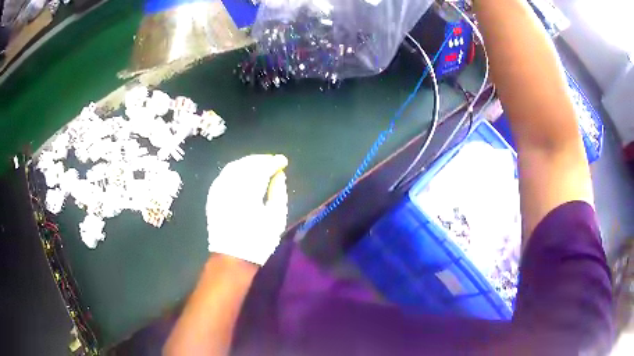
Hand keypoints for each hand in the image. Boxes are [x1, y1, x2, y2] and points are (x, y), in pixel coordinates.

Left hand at [206, 154, 288, 265]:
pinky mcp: (212, 196)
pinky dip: (235, 170)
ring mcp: (218, 190)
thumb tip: (279, 175)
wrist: (232, 258)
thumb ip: (278, 192)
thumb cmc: (258, 241)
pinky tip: (242, 173)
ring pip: (233, 167)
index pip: (262, 168)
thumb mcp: (276, 219)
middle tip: (272, 160)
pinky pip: (223, 175)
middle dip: (260, 159)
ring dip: (247, 162)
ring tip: (259, 164)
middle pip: (246, 163)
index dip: (273, 162)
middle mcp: (231, 186)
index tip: (283, 161)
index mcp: (248, 192)